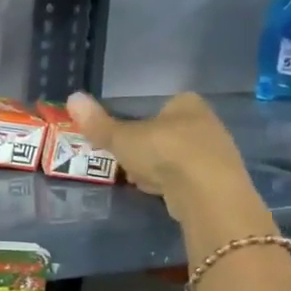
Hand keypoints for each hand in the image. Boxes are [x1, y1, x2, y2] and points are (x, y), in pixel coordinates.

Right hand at [66, 92, 267, 230]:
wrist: (207, 192)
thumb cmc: (164, 152)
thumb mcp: (122, 137)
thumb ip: (98, 123)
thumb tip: (72, 97)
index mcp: (187, 104)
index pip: (163, 105)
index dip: (142, 120)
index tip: (125, 137)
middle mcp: (207, 123)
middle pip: (169, 132)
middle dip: (148, 147)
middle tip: (127, 160)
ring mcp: (216, 153)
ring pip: (177, 157)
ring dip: (158, 168)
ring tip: (138, 180)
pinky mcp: (218, 182)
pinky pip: (186, 178)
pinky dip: (171, 184)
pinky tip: (158, 193)